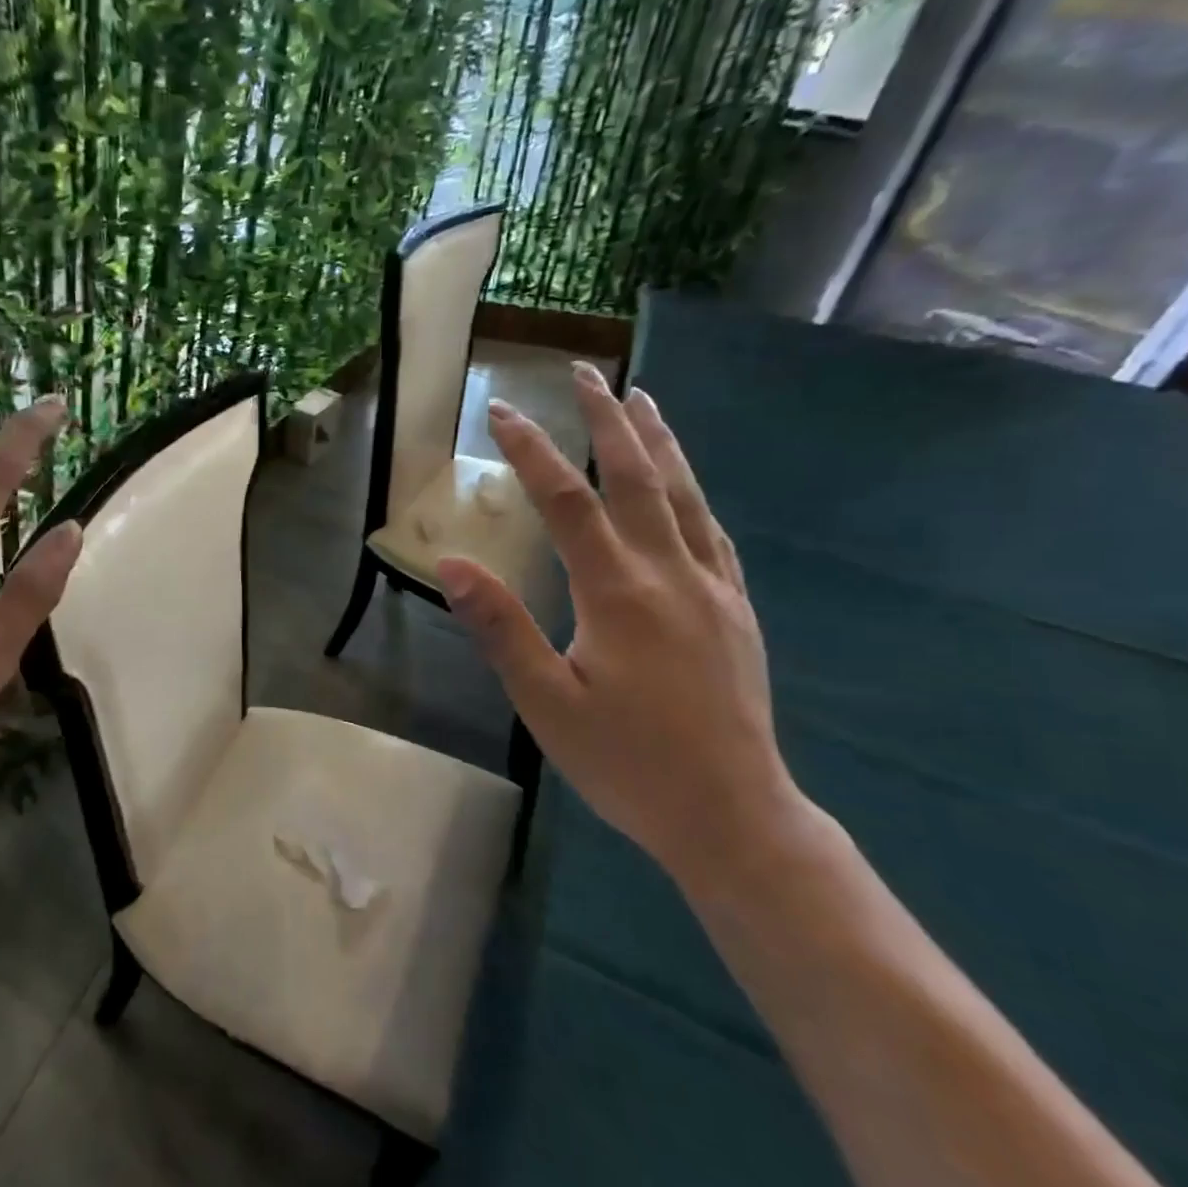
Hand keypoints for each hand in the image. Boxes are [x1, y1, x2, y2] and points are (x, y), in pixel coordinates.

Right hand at [439, 362, 805, 886]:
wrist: (731, 814)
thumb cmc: (626, 763)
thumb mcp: (545, 703)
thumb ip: (500, 628)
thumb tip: (451, 562)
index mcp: (618, 594)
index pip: (567, 502)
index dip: (532, 452)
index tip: (503, 410)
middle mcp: (670, 575)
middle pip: (637, 479)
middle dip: (605, 420)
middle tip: (585, 372)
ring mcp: (713, 590)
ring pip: (686, 496)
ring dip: (659, 442)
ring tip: (640, 399)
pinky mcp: (736, 611)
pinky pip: (714, 534)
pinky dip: (693, 494)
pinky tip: (685, 485)